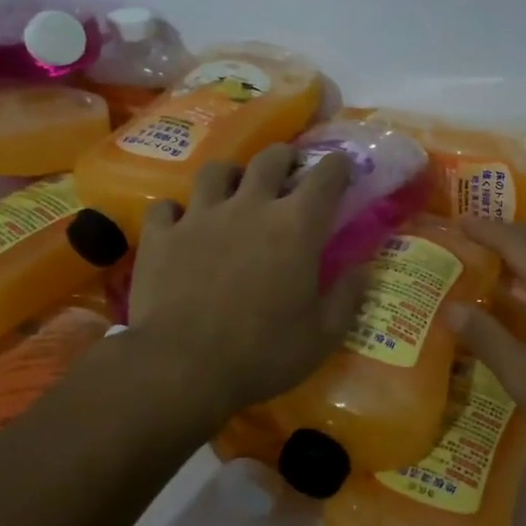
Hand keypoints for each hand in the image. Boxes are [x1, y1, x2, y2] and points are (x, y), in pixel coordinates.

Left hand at [127, 146, 368, 416]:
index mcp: (296, 226)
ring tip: (233, 190)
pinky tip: (180, 226)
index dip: (337, 166)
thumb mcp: (322, 337)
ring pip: (216, 171)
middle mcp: (250, 206)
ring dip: (230, 176)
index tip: (342, 168)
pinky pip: (167, 207)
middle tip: (288, 172)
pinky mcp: (162, 235)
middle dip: (285, 158)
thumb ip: (347, 297)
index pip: (325, 176)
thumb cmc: (262, 354)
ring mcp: (200, 216)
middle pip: (270, 159)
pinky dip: (177, 213)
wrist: (181, 368)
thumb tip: (363, 269)